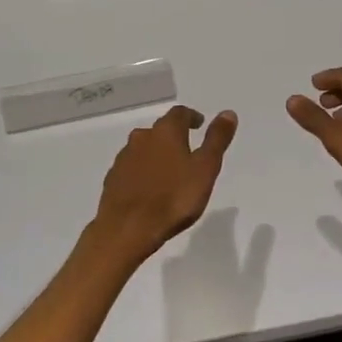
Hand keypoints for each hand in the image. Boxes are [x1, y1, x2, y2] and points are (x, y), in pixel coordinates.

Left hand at [89, 105, 237, 259]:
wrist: (127, 228)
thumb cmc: (173, 198)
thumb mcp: (205, 169)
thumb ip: (216, 140)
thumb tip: (228, 112)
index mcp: (166, 132)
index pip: (180, 113)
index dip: (191, 117)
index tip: (199, 124)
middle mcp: (142, 137)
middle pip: (160, 130)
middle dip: (174, 136)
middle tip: (187, 150)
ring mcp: (124, 158)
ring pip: (144, 148)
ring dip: (157, 154)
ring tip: (169, 171)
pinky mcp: (113, 178)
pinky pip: (132, 167)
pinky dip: (142, 171)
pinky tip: (149, 187)